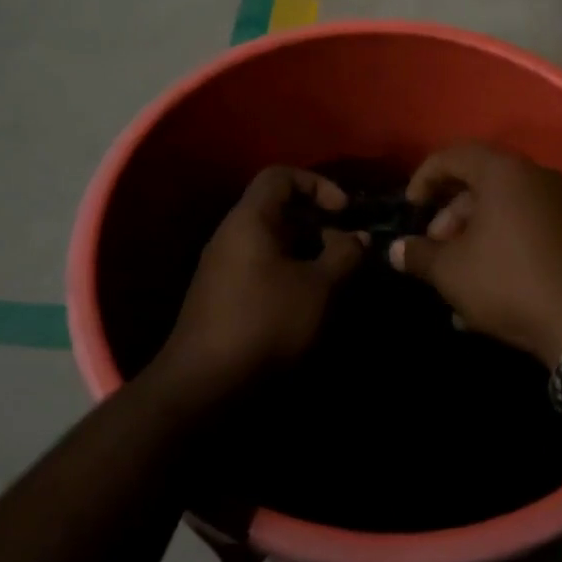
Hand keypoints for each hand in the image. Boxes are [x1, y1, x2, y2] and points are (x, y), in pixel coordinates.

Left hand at [160, 166, 365, 400]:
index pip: (280, 176)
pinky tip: (310, 302)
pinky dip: (290, 273)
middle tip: (347, 248)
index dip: (317, 184)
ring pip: (272, 242)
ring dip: (307, 252)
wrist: (204, 385)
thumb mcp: (319, 287)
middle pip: (278, 210)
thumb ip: (344, 254)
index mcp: (249, 220)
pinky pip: (262, 268)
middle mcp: (231, 236)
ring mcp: (223, 268)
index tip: (343, 212)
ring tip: (335, 277)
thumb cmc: (266, 322)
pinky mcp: (223, 297)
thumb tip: (357, 236)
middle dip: (318, 223)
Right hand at [388, 144, 561, 365]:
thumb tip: (396, 250)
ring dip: (474, 239)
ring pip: (505, 211)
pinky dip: (503, 250)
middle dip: (450, 217)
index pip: (453, 155)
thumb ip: (419, 255)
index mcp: (504, 173)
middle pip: (481, 184)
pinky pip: (529, 231)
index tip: (410, 210)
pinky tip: (489, 293)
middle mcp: (537, 178)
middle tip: (434, 250)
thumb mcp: (452, 272)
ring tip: (457, 280)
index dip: (423, 178)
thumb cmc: (509, 282)